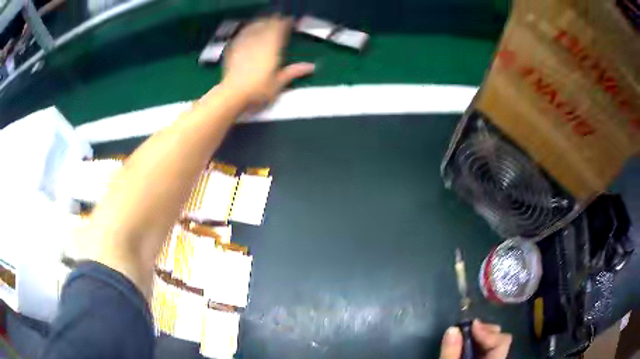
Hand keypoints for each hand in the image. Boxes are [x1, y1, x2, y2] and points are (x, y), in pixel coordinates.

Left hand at [220, 15, 314, 107]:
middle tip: (278, 20)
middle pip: (266, 26)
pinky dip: (247, 31)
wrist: (232, 95)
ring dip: (260, 23)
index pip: (279, 30)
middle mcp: (258, 43)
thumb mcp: (279, 83)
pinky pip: (241, 35)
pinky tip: (248, 31)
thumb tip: (311, 67)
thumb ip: (294, 72)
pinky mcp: (233, 50)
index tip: (290, 21)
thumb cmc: (258, 91)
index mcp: (271, 49)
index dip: (285, 23)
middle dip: (273, 21)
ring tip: (264, 22)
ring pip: (253, 28)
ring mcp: (244, 45)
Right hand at [439, 320, 511, 358]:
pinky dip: (476, 343)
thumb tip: (452, 328)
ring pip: (492, 342)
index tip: (471, 325)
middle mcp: (499, 357)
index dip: (488, 331)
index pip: (503, 340)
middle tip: (466, 330)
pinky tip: (465, 344)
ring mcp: (493, 357)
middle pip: (499, 337)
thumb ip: (451, 353)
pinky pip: (486, 347)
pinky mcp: (486, 358)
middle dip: (483, 331)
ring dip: (479, 336)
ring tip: (464, 336)